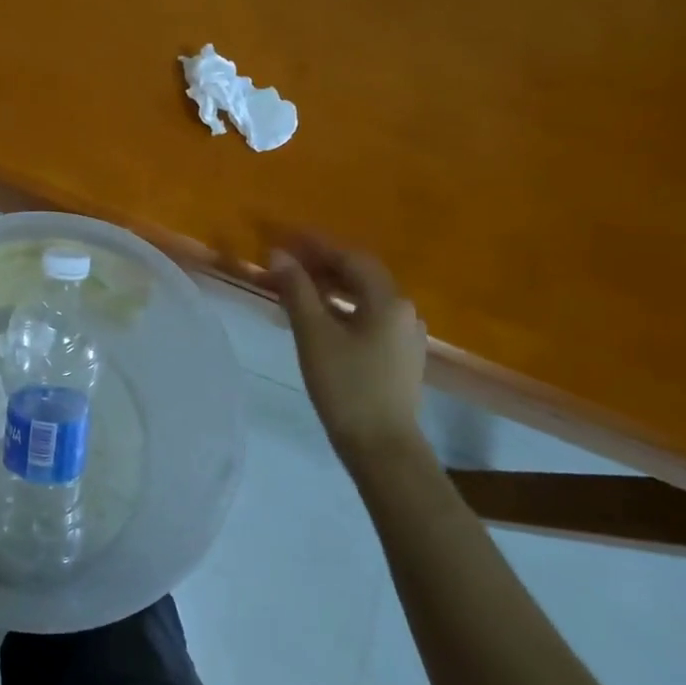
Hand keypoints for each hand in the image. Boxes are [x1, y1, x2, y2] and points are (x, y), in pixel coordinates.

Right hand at [268, 238, 427, 465]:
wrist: (382, 447)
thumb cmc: (346, 386)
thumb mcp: (314, 334)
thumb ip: (297, 290)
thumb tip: (280, 254)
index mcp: (388, 300)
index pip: (350, 258)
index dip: (316, 245)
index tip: (286, 238)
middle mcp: (404, 311)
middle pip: (360, 275)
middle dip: (323, 265)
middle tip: (287, 262)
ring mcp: (405, 335)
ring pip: (364, 298)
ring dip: (331, 287)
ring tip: (298, 288)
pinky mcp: (400, 357)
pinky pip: (368, 318)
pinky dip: (342, 309)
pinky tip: (320, 318)